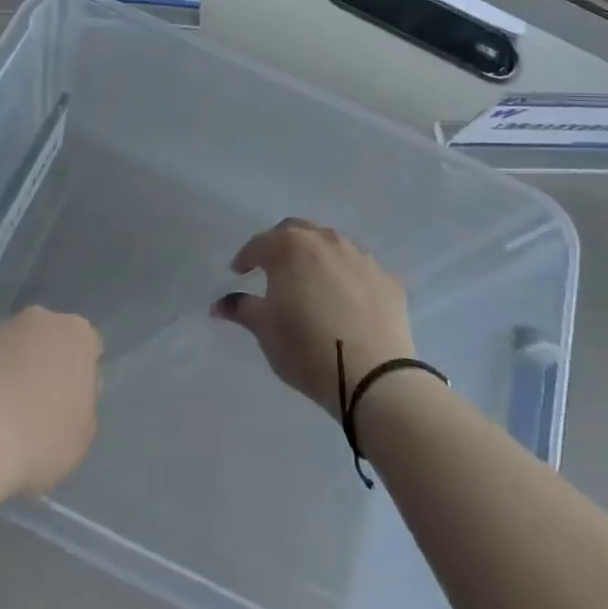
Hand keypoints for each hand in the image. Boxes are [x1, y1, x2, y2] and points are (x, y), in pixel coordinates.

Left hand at [0, 308, 101, 496]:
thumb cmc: (40, 436)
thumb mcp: (83, 433)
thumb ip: (82, 405)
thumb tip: (67, 397)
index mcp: (76, 333)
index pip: (89, 347)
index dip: (82, 377)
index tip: (72, 406)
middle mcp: (38, 320)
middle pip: (48, 342)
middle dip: (46, 367)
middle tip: (40, 408)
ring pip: (14, 351)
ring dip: (13, 374)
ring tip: (4, 419)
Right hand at [212, 219, 414, 417]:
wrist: (373, 376)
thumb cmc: (306, 348)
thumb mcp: (264, 330)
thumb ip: (241, 309)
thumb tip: (219, 305)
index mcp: (291, 247)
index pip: (260, 244)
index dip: (246, 257)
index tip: (238, 272)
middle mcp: (327, 241)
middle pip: (297, 231)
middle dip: (281, 245)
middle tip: (272, 268)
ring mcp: (361, 258)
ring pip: (332, 246)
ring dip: (316, 257)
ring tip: (310, 282)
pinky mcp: (388, 280)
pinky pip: (359, 270)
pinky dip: (347, 278)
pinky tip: (345, 300)